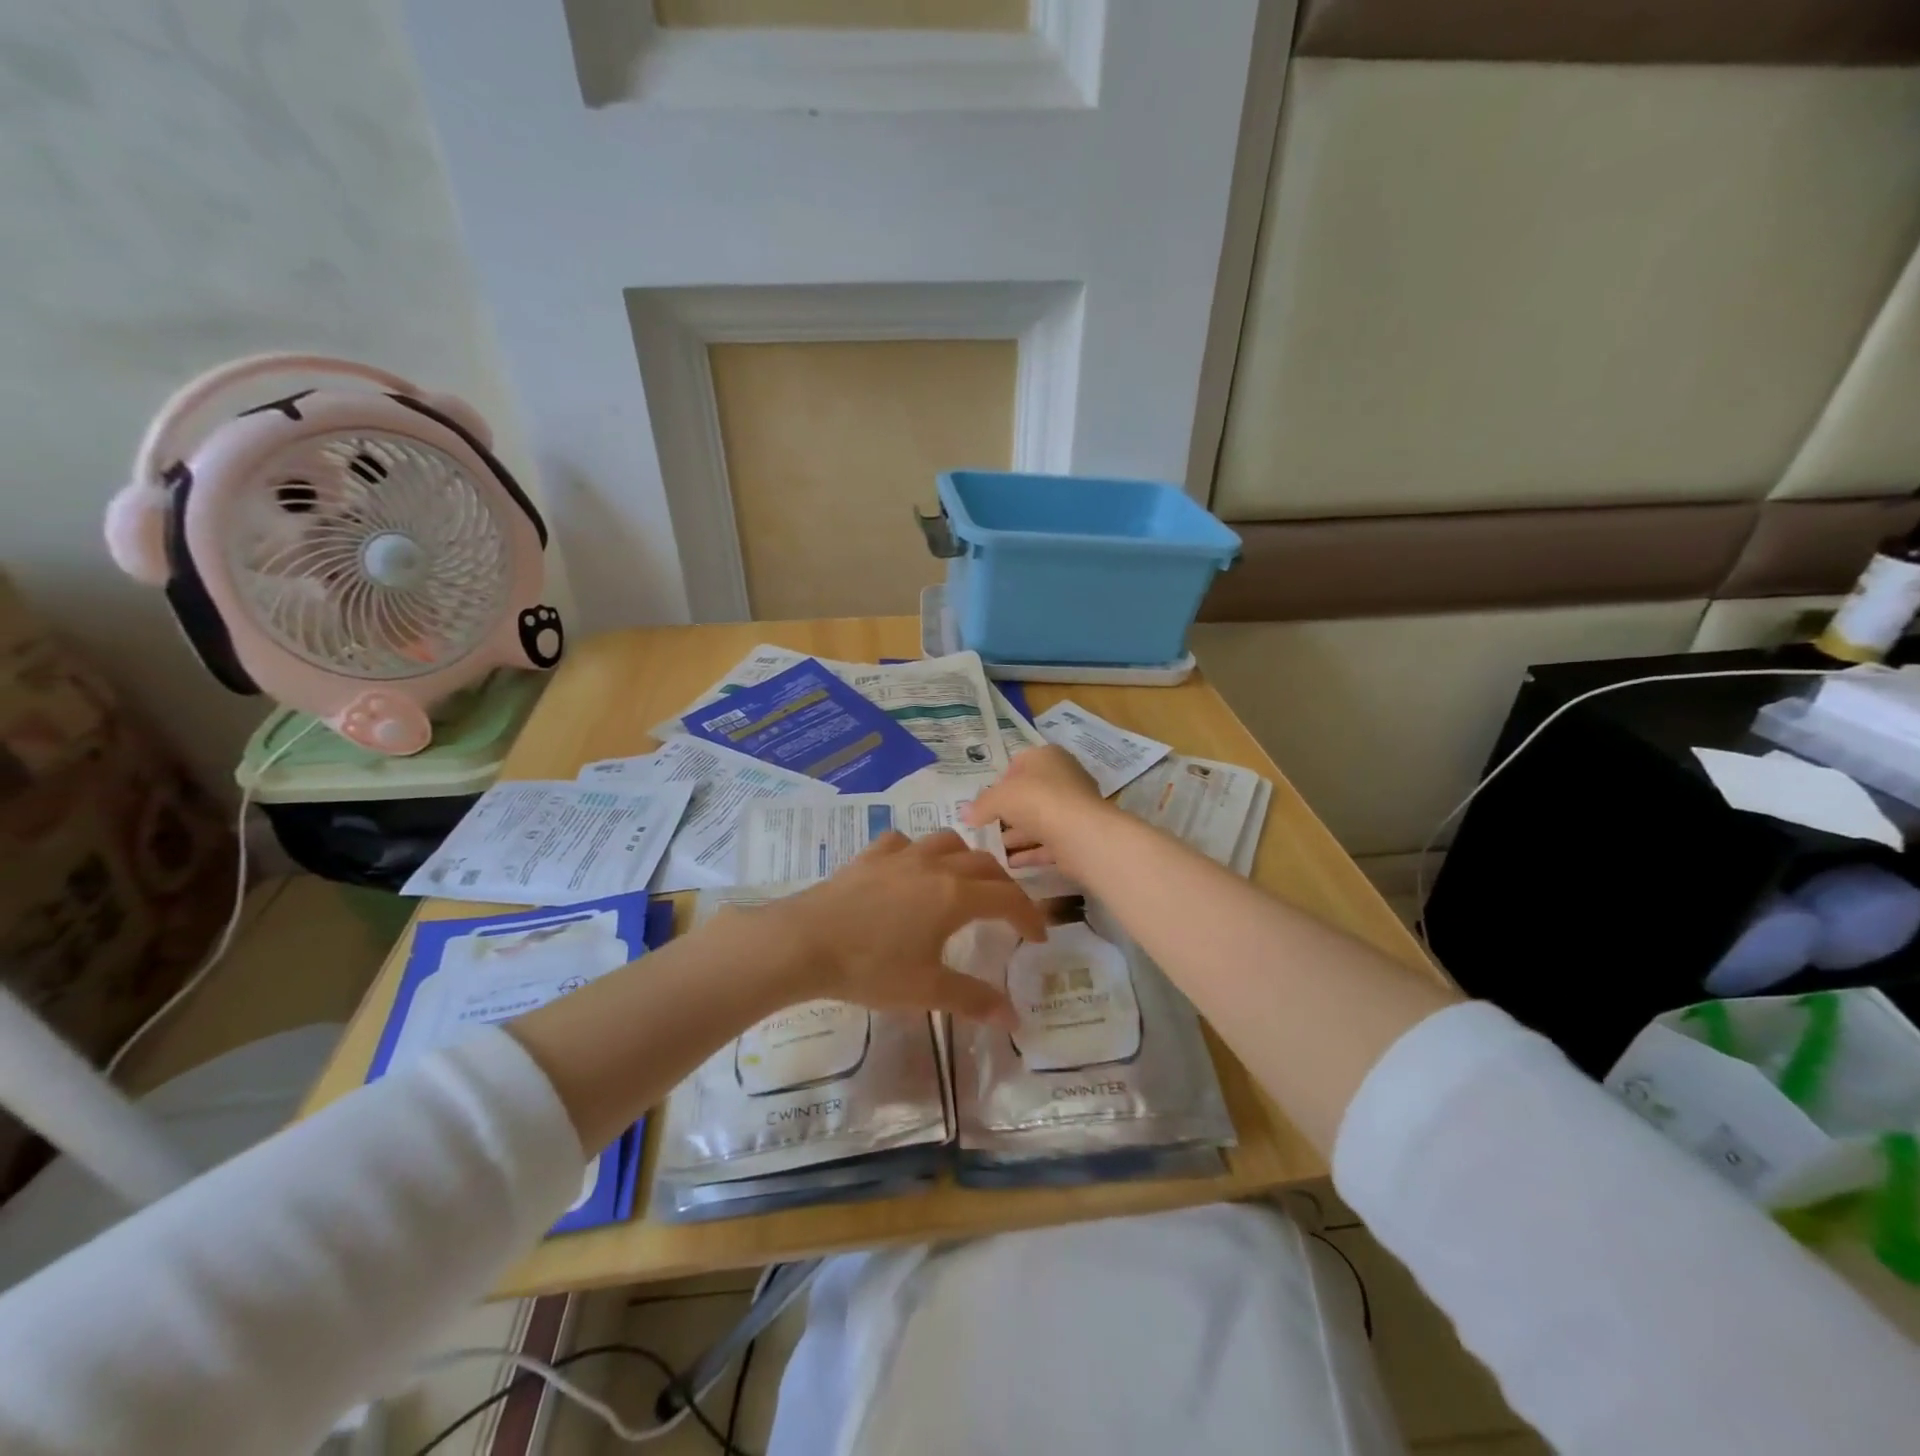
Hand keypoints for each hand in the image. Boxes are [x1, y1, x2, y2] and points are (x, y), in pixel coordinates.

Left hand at [765, 830, 1047, 1029]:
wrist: (804, 941)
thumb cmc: (870, 968)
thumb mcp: (926, 991)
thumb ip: (973, 1000)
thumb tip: (1014, 1018)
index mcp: (955, 896)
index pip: (1008, 898)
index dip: (1029, 915)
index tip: (1039, 936)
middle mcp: (935, 866)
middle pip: (984, 864)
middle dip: (1004, 885)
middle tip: (1009, 912)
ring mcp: (901, 856)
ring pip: (947, 841)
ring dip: (967, 858)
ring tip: (966, 880)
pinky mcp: (870, 857)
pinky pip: (904, 842)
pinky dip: (919, 851)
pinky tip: (911, 868)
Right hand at [962, 745, 1108, 867]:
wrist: (1079, 832)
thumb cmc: (1036, 800)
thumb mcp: (998, 798)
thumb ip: (980, 805)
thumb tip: (964, 814)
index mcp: (1047, 757)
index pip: (1020, 763)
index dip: (1001, 781)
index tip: (987, 801)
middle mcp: (1064, 777)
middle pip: (1030, 794)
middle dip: (1009, 812)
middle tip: (987, 827)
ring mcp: (1073, 807)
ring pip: (1039, 820)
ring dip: (1018, 835)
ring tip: (994, 851)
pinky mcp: (1078, 834)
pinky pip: (1049, 842)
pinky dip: (1031, 852)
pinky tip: (1010, 864)